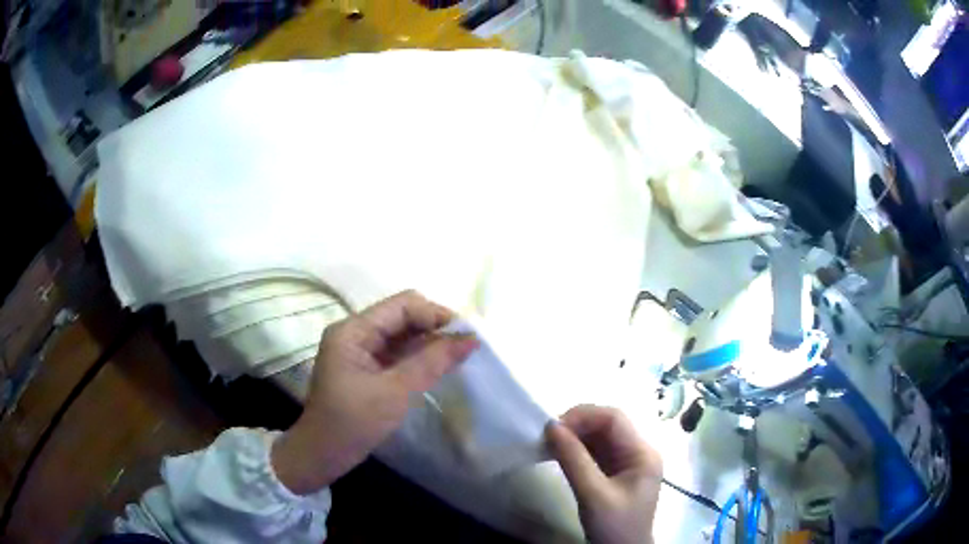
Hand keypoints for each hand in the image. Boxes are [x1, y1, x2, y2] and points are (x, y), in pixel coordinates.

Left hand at [272, 290, 478, 493]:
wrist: (323, 455)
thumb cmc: (353, 423)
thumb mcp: (395, 392)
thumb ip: (432, 362)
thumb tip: (471, 339)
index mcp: (353, 330)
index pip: (403, 305)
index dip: (436, 315)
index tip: (467, 336)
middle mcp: (356, 333)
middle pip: (403, 317)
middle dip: (436, 329)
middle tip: (466, 348)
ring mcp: (361, 351)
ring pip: (403, 335)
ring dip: (430, 344)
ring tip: (460, 357)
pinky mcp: (367, 368)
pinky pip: (398, 353)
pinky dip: (420, 358)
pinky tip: (440, 367)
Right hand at [546, 405, 662, 543]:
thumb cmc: (614, 527)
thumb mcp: (593, 495)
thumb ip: (573, 460)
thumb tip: (551, 426)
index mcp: (643, 453)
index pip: (614, 419)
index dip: (584, 416)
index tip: (554, 428)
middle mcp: (638, 452)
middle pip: (608, 425)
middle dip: (578, 425)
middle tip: (548, 436)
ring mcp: (628, 462)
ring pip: (600, 437)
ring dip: (575, 437)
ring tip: (549, 444)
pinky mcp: (616, 473)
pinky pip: (596, 452)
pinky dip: (577, 450)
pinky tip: (559, 454)